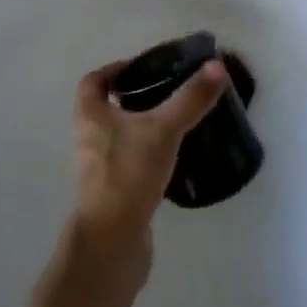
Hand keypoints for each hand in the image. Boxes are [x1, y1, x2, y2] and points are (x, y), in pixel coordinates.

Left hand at [72, 56, 227, 270]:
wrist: (113, 240)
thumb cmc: (129, 173)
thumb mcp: (164, 129)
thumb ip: (190, 99)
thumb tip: (217, 65)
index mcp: (90, 115)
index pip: (93, 81)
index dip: (114, 69)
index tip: (144, 67)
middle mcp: (89, 138)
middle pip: (105, 108)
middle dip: (133, 98)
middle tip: (167, 92)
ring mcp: (99, 168)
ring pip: (118, 136)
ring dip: (141, 127)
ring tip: (175, 122)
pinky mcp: (114, 192)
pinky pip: (130, 162)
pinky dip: (147, 155)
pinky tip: (173, 157)